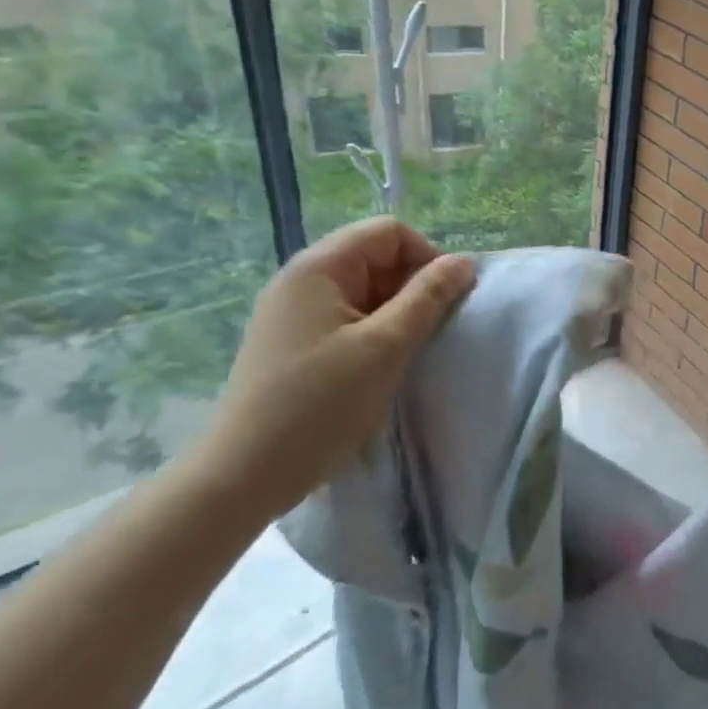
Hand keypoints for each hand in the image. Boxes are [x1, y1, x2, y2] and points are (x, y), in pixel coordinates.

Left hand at [198, 217, 475, 522]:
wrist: (244, 476)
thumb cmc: (320, 405)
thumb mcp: (386, 347)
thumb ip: (428, 298)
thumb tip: (463, 261)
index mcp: (318, 267)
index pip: (388, 232)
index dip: (425, 257)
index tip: (444, 302)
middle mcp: (300, 279)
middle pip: (373, 257)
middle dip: (410, 287)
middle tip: (427, 332)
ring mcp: (291, 312)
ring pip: (361, 291)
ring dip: (393, 313)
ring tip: (404, 353)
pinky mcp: (289, 343)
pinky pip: (343, 318)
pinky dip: (370, 332)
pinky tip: (376, 367)